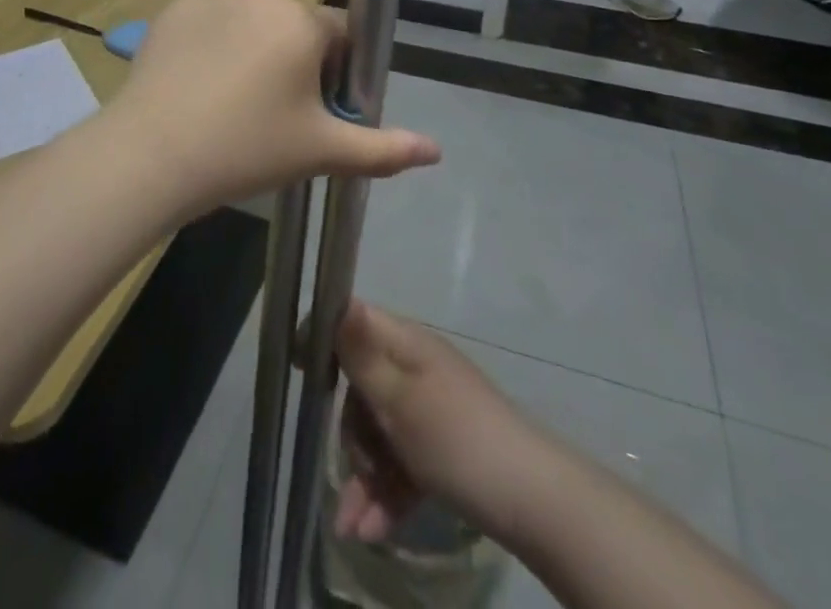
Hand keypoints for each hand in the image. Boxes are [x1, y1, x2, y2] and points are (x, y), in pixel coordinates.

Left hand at [103, 0, 440, 214]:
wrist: (154, 153)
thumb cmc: (248, 148)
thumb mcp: (321, 152)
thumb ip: (383, 149)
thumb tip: (436, 150)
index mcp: (303, 21)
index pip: (338, 35)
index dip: (333, 74)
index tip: (312, 112)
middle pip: (294, 25)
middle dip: (293, 61)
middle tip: (270, 115)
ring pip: (252, 21)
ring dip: (253, 49)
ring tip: (228, 102)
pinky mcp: (177, 7)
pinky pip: (212, 21)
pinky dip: (213, 44)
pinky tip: (197, 84)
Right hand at [333, 300, 540, 544]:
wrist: (532, 503)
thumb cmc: (457, 440)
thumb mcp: (400, 400)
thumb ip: (362, 355)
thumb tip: (339, 298)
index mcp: (405, 344)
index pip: (354, 322)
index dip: (324, 338)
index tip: (298, 368)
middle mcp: (414, 368)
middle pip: (360, 389)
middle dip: (350, 435)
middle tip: (357, 467)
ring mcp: (427, 410)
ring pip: (377, 434)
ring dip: (362, 476)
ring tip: (352, 527)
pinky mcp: (438, 450)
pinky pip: (399, 464)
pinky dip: (384, 493)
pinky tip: (371, 531)